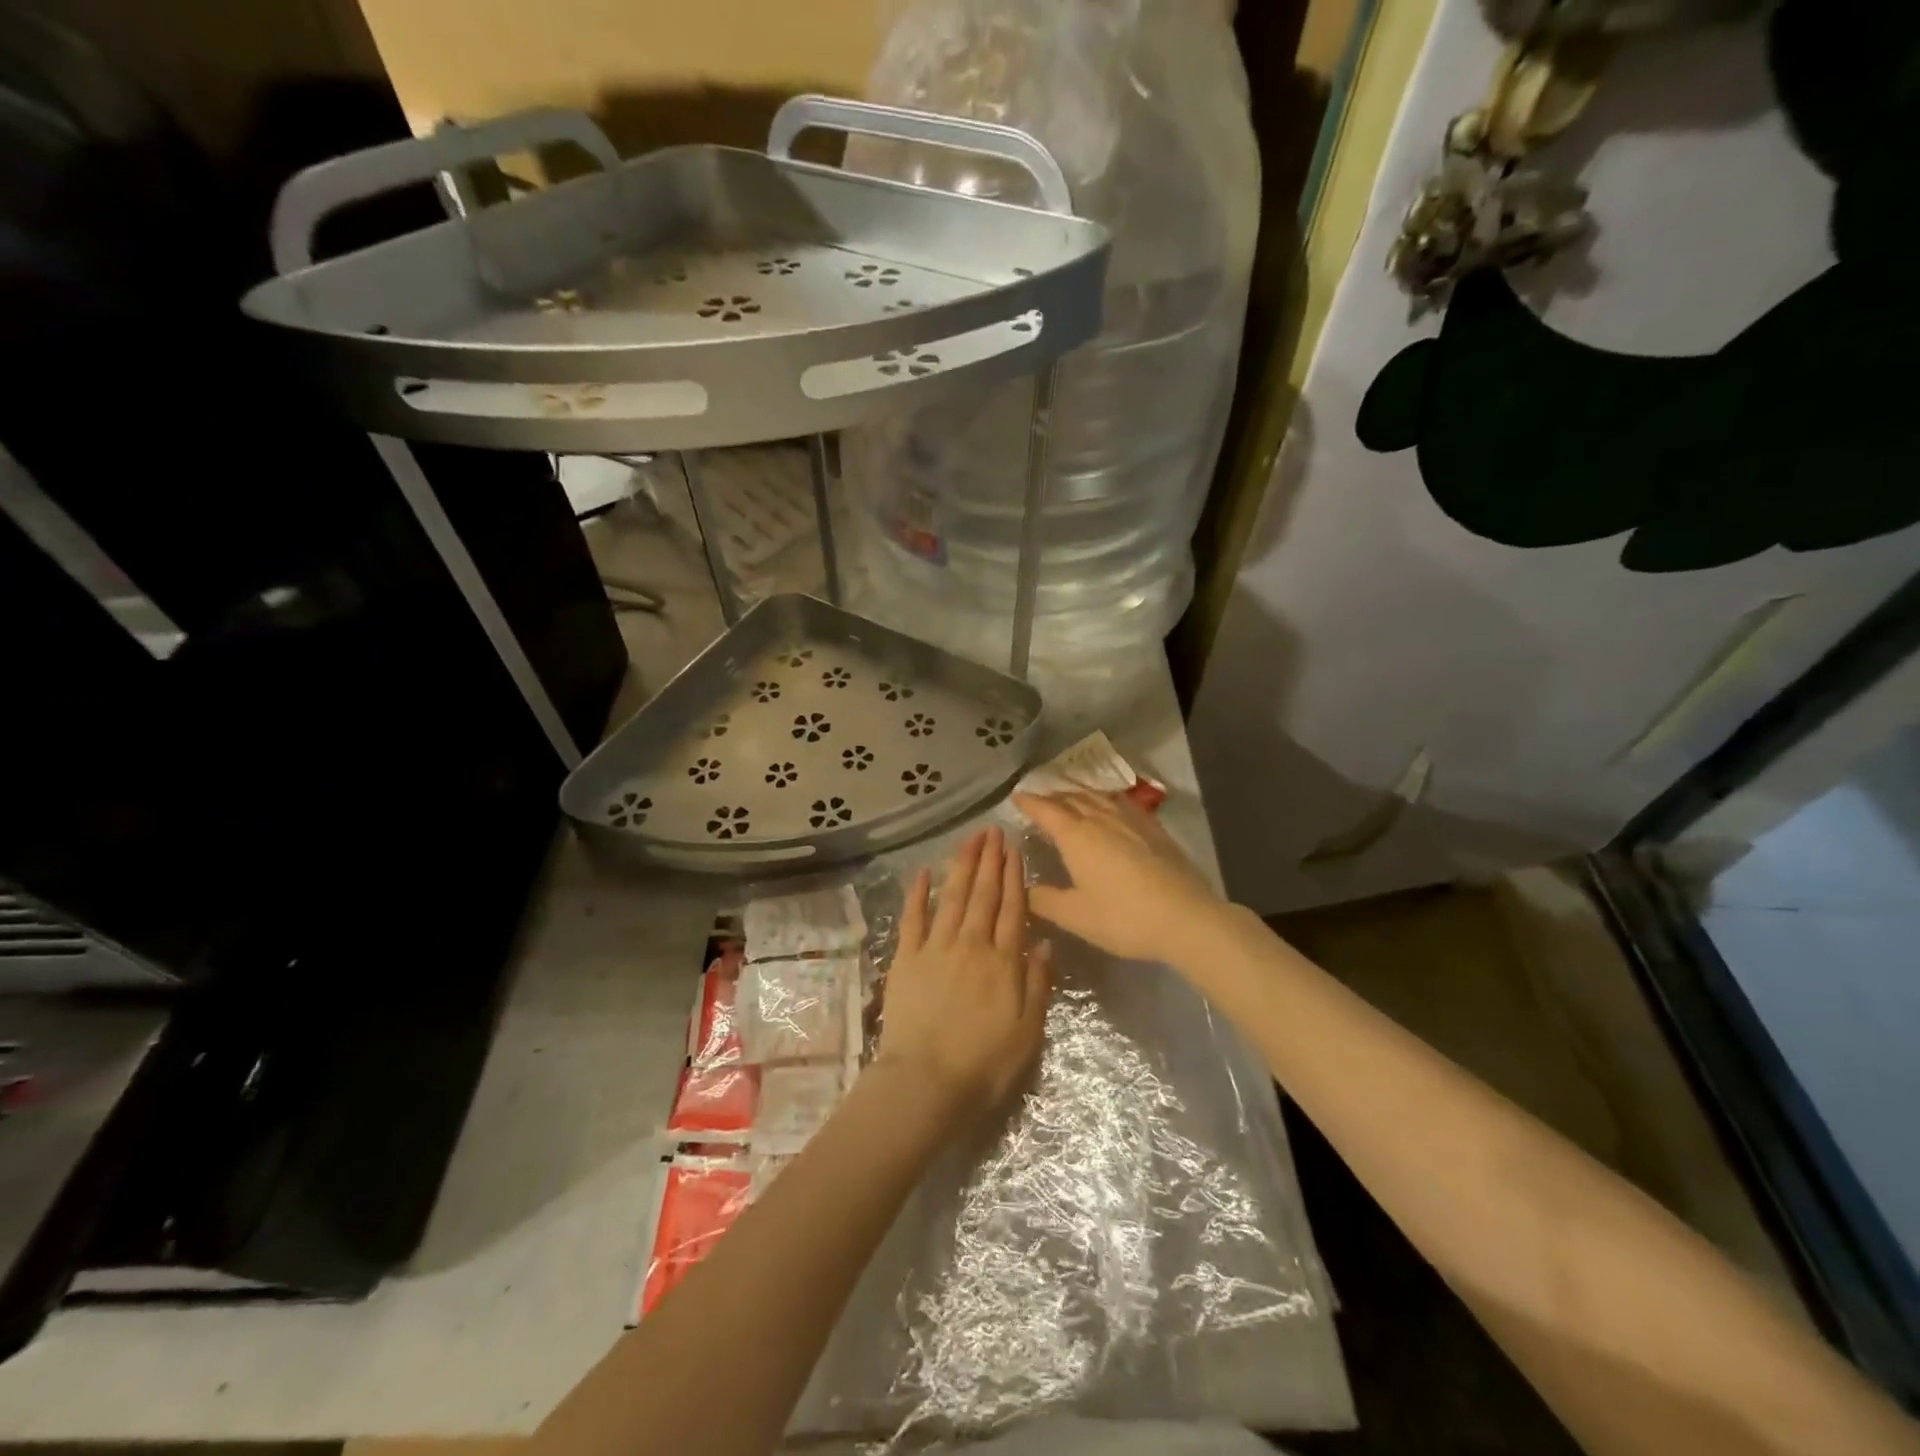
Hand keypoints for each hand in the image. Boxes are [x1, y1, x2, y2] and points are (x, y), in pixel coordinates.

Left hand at [875, 826, 1050, 1115]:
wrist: (926, 1082)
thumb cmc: (984, 1063)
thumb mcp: (1028, 1031)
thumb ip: (1038, 982)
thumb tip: (1043, 940)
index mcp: (1003, 961)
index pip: (1012, 907)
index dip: (1014, 875)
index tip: (1015, 848)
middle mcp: (971, 944)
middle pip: (983, 894)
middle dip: (990, 860)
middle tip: (994, 831)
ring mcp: (935, 948)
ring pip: (953, 896)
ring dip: (962, 865)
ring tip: (970, 839)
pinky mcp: (906, 958)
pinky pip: (912, 918)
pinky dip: (918, 893)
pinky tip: (923, 871)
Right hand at [1016, 791, 1223, 964]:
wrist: (1185, 917)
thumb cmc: (1123, 917)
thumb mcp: (1075, 916)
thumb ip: (1045, 900)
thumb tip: (1025, 889)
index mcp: (1076, 836)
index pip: (1047, 811)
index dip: (1030, 802)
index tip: (1017, 796)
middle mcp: (1101, 819)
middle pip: (1072, 798)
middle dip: (1053, 796)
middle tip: (1041, 800)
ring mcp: (1131, 820)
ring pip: (1098, 797)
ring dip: (1079, 794)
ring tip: (1071, 798)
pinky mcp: (1154, 828)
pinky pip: (1122, 803)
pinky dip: (1106, 799)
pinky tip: (1111, 807)